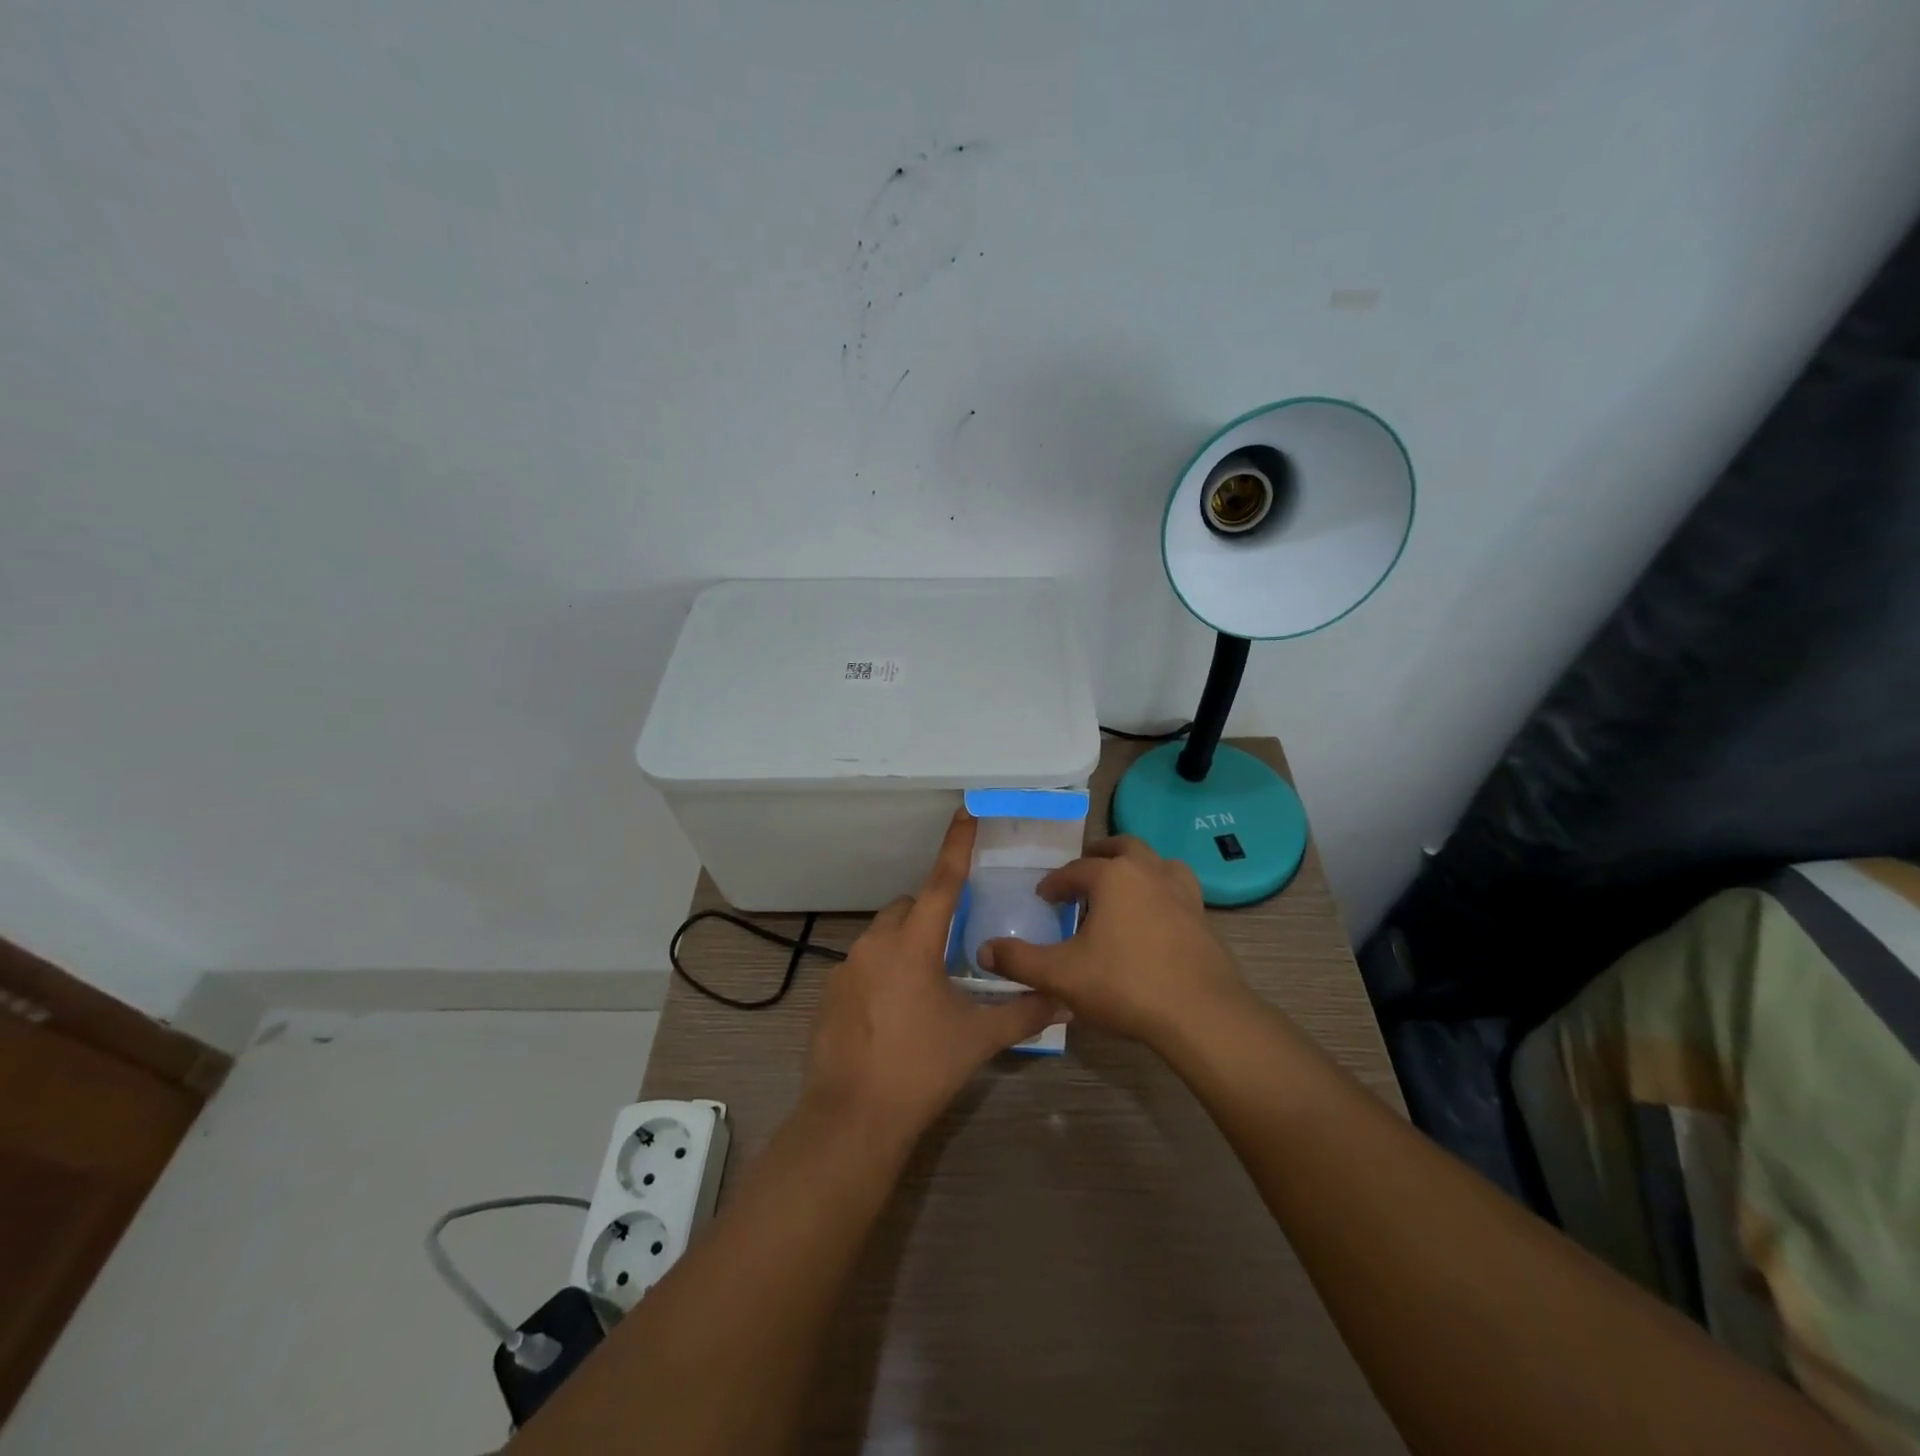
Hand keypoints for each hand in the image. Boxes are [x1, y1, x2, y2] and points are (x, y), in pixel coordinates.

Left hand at [801, 808, 1060, 1149]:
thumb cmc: (921, 1069)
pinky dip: (882, 972)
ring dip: (906, 946)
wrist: (852, 1118)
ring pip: (883, 935)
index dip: (956, 846)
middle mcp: (876, 943)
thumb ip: (1024, 1014)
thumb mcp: (977, 1039)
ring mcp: (846, 966)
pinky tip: (894, 1013)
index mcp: (914, 943)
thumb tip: (1065, 1001)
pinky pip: (863, 964)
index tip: (965, 812)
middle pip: (909, 907)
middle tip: (953, 951)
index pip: (942, 882)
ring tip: (926, 988)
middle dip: (931, 916)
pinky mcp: (829, 991)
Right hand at [979, 835, 1250, 1047]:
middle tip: (1083, 875)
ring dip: (1136, 868)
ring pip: (1156, 863)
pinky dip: (1160, 892)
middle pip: (1122, 848)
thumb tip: (983, 949)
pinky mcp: (1202, 917)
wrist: (1200, 1014)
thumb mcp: (1061, 975)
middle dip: (1099, 857)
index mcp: (1113, 876)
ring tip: (1122, 889)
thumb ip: (1019, 960)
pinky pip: (1177, 890)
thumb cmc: (1125, 985)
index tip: (1044, 897)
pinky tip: (1153, 918)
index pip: (1075, 870)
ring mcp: (1181, 892)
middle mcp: (1149, 872)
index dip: (1055, 883)